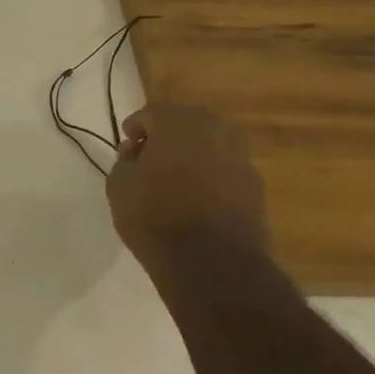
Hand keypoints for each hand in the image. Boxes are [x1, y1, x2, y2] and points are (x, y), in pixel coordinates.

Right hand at [104, 102, 269, 263]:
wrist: (210, 260)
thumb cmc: (154, 215)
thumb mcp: (119, 185)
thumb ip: (125, 161)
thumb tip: (137, 153)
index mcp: (178, 123)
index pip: (153, 112)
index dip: (136, 127)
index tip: (126, 146)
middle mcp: (214, 130)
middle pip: (186, 122)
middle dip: (166, 136)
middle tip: (148, 159)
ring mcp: (240, 157)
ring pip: (210, 144)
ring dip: (191, 154)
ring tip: (173, 180)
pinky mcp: (255, 185)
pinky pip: (225, 169)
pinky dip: (209, 175)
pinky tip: (195, 198)